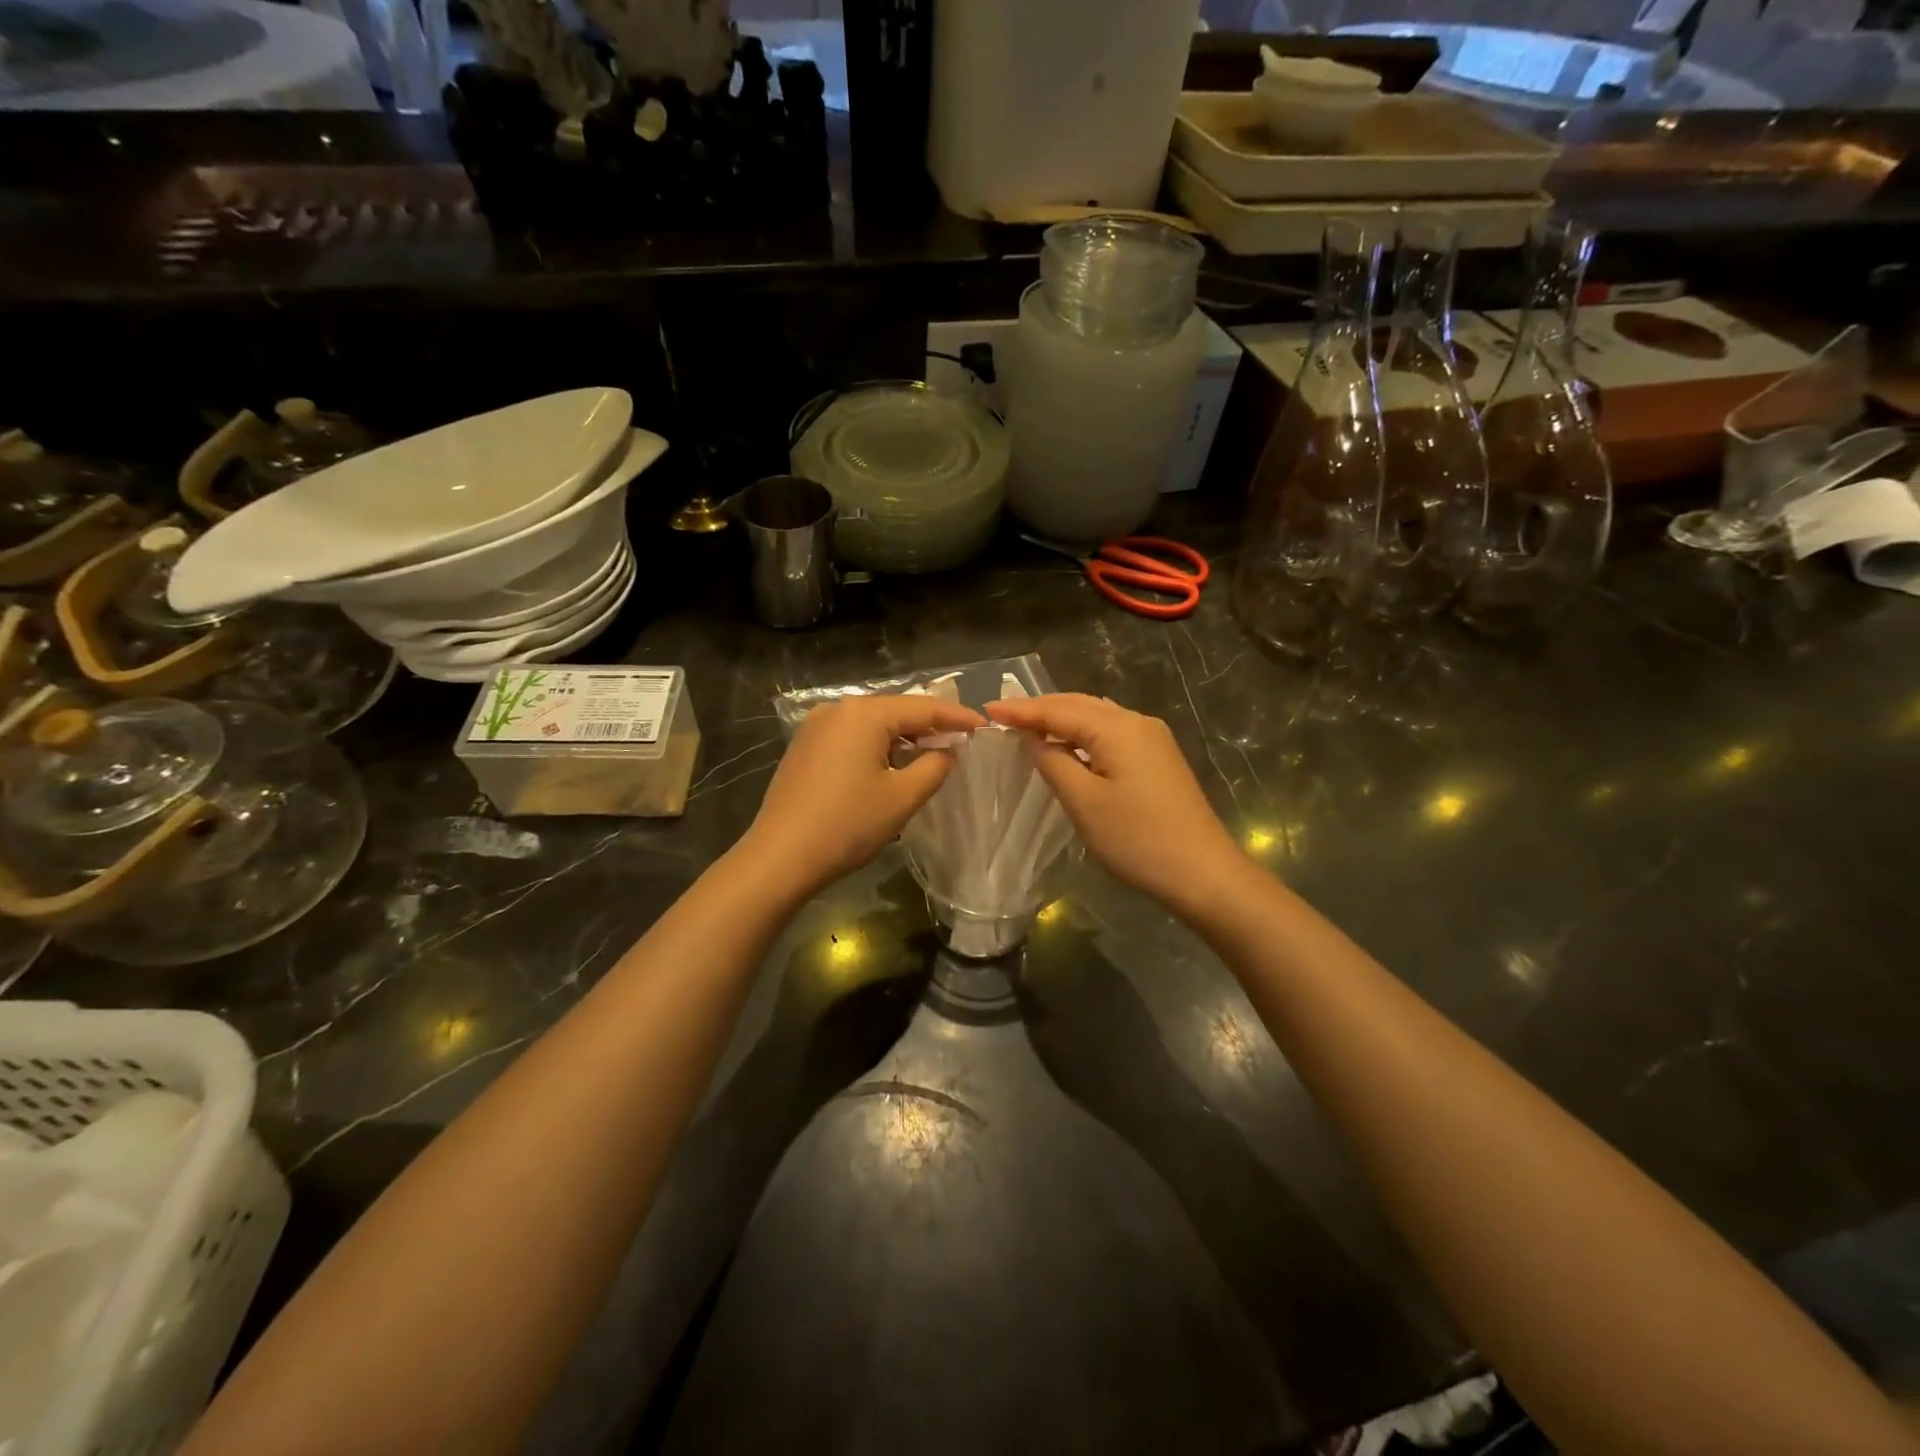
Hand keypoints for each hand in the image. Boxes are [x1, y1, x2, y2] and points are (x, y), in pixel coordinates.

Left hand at [739, 694, 985, 896]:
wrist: (780, 857)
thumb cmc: (848, 825)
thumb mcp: (902, 797)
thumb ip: (935, 766)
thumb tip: (948, 750)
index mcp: (864, 714)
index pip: (922, 708)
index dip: (956, 716)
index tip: (984, 725)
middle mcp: (837, 709)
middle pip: (895, 710)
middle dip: (929, 725)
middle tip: (961, 738)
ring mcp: (815, 727)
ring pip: (872, 724)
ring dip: (902, 737)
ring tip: (931, 753)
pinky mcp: (804, 747)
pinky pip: (851, 736)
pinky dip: (876, 745)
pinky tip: (890, 763)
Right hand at [984, 693, 1246, 914]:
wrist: (1203, 872)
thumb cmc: (1138, 839)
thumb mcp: (1084, 802)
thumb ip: (1053, 763)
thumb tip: (1034, 739)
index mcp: (1117, 728)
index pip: (1059, 709)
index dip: (1021, 710)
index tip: (987, 709)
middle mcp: (1137, 722)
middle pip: (1080, 704)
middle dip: (1041, 708)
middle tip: (1002, 715)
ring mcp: (1152, 739)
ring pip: (1097, 716)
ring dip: (1062, 718)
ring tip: (1028, 726)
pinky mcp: (1159, 758)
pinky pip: (1111, 732)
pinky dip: (1083, 733)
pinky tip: (1069, 746)